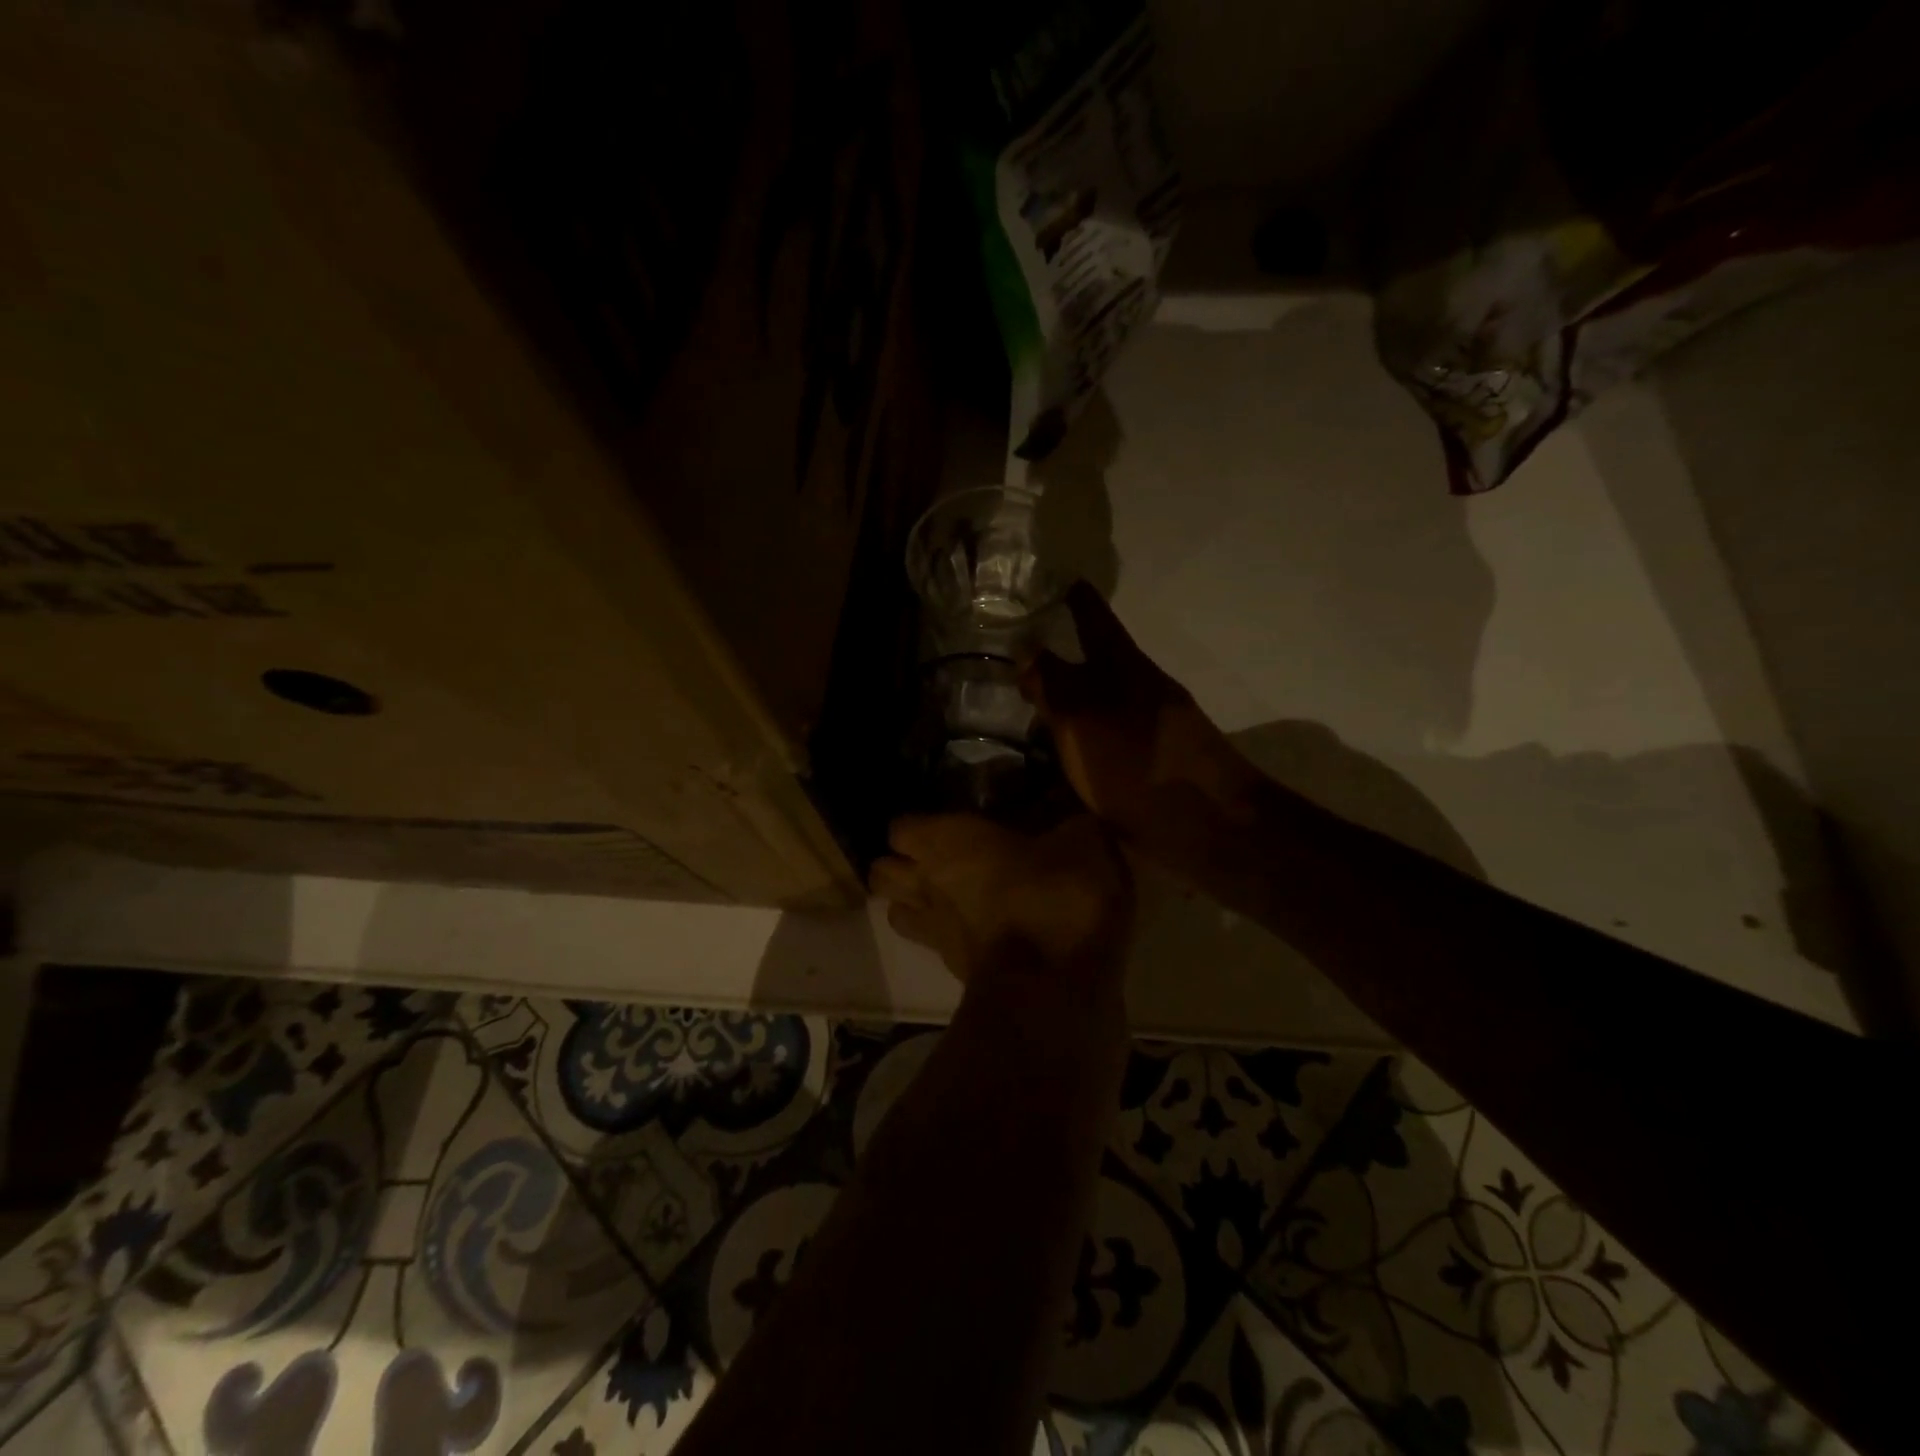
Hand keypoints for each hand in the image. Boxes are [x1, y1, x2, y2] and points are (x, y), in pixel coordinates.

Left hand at [870, 812, 1134, 988]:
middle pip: (882, 872)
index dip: (917, 827)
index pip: (901, 828)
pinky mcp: (953, 971)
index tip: (942, 827)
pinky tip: (976, 933)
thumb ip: (1068, 825)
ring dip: (912, 904)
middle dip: (899, 865)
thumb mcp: (1082, 841)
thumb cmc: (1057, 894)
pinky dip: (946, 939)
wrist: (1057, 985)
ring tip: (943, 898)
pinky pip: (933, 947)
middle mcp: (927, 884)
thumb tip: (1071, 821)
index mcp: (946, 842)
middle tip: (935, 860)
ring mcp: (935, 932)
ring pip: (896, 913)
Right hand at [1022, 584, 1262, 844]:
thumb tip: (1027, 650)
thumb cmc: (1137, 761)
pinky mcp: (1146, 766)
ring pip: (1098, 705)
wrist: (1203, 826)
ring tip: (1029, 710)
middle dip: (1063, 658)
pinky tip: (1053, 759)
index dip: (1077, 600)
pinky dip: (1077, 742)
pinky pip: (1101, 742)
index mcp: (1125, 668)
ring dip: (1068, 704)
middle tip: (1020, 658)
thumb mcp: (1082, 718)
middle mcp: (1138, 691)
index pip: (1095, 620)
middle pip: (1097, 663)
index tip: (1059, 581)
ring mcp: (1146, 729)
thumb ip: (1052, 683)